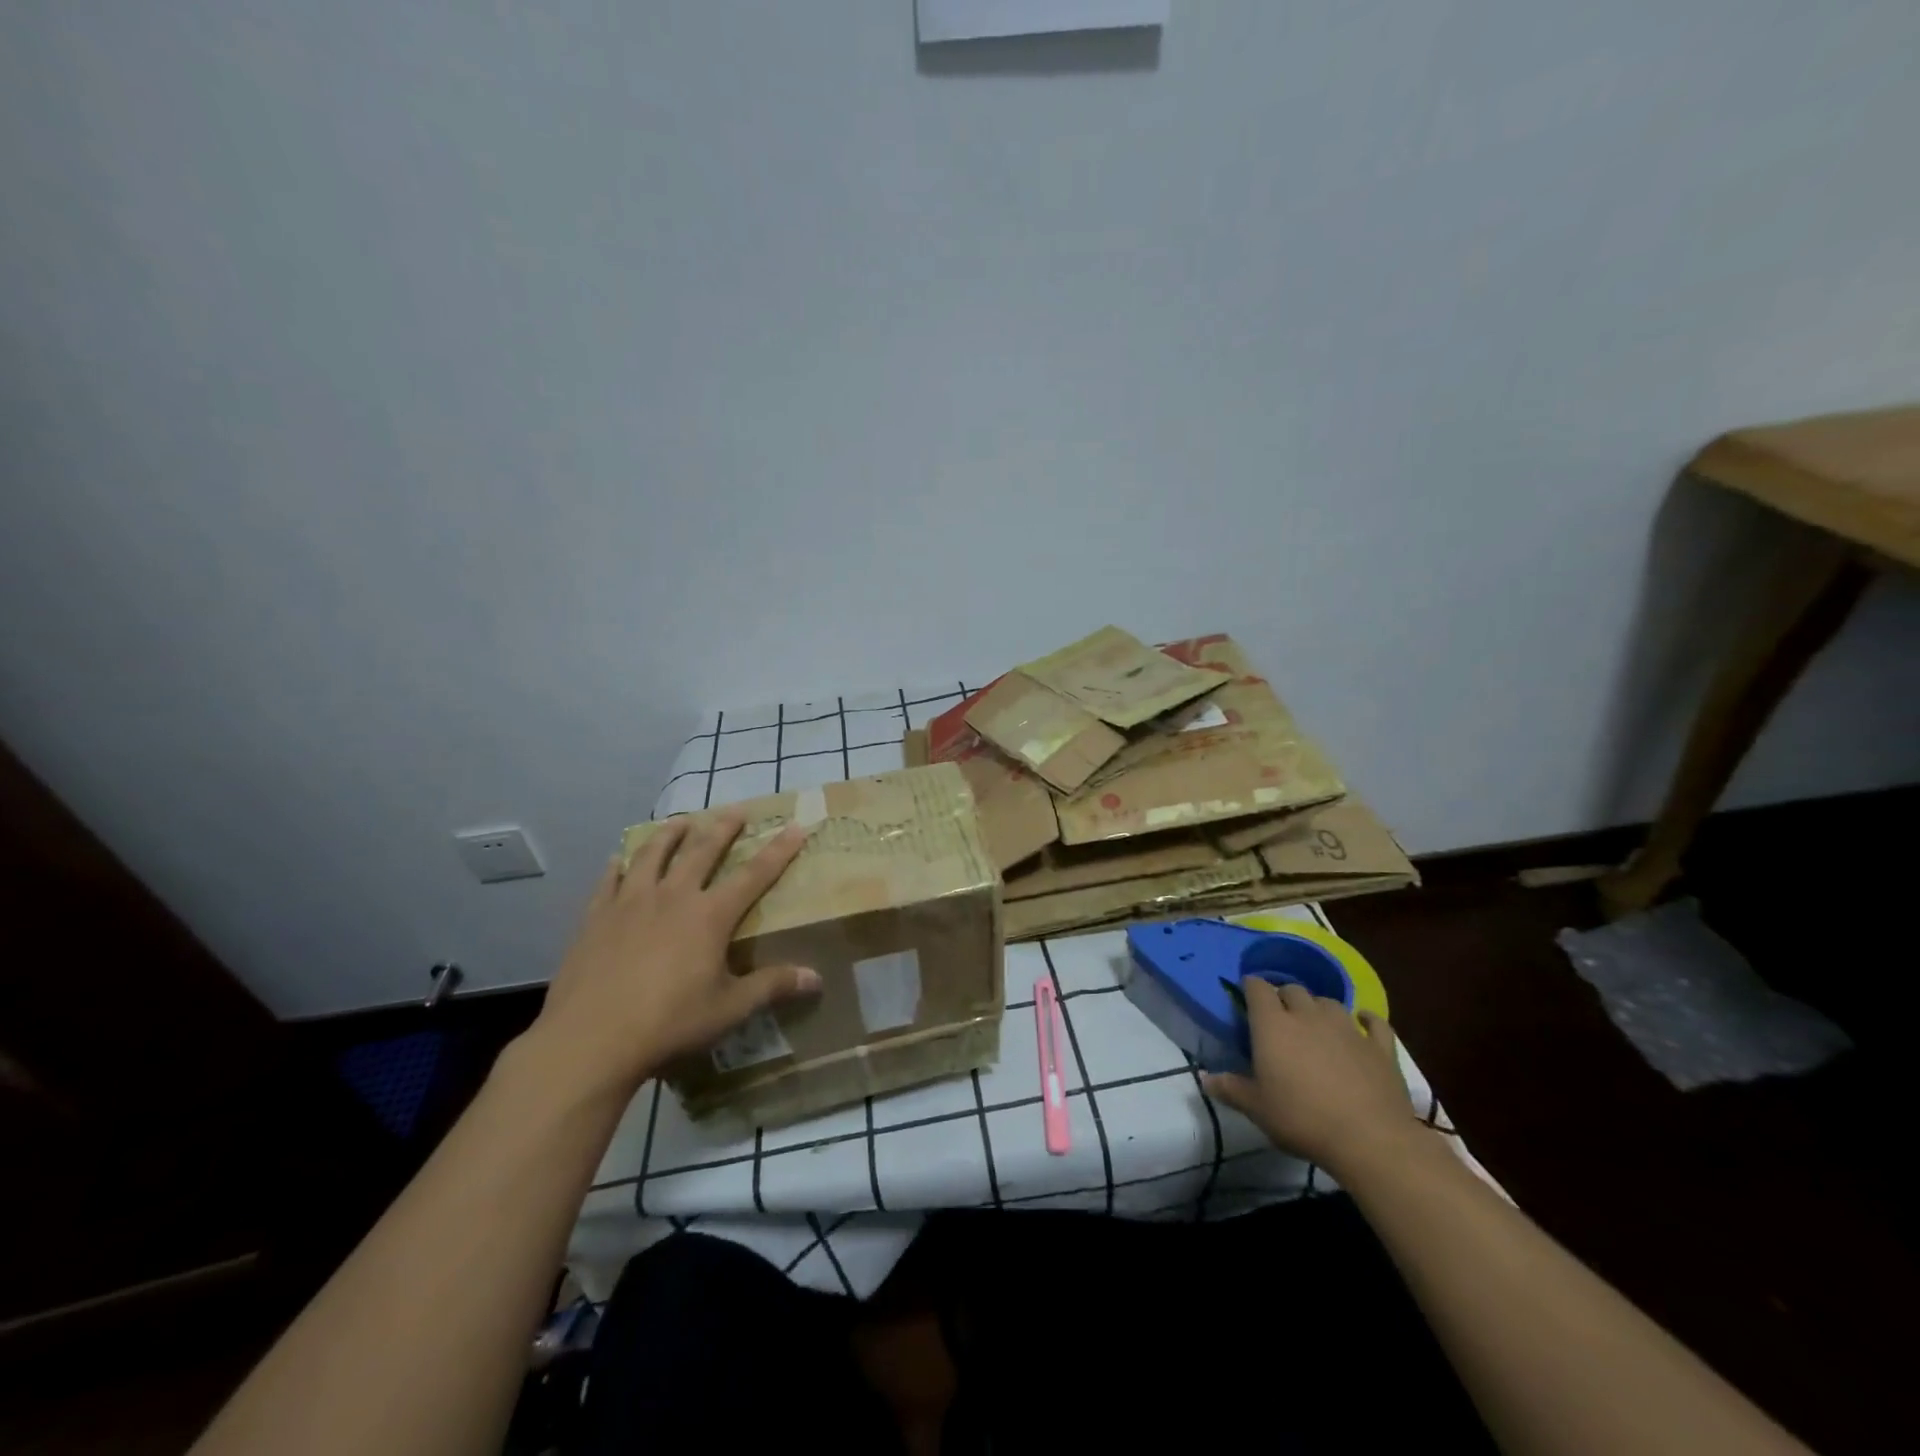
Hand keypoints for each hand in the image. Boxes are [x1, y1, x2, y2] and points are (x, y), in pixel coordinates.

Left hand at [524, 813, 820, 1099]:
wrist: (590, 1040)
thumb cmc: (669, 1023)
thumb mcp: (729, 1009)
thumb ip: (772, 987)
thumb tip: (816, 979)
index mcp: (710, 916)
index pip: (754, 875)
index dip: (778, 851)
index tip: (794, 826)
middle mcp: (673, 897)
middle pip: (702, 851)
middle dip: (723, 828)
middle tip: (736, 810)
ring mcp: (630, 903)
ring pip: (653, 855)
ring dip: (670, 834)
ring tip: (681, 821)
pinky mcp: (596, 918)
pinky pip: (609, 881)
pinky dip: (617, 866)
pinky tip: (617, 860)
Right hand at [1203, 980, 1418, 1172]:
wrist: (1370, 1140)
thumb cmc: (1302, 1119)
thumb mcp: (1257, 1109)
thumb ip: (1230, 1089)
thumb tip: (1204, 1078)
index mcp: (1273, 1025)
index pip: (1257, 988)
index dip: (1251, 987)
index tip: (1246, 996)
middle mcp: (1308, 1015)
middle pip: (1293, 989)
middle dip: (1283, 997)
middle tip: (1279, 1017)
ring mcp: (1347, 1028)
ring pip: (1328, 1002)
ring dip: (1318, 1007)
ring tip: (1315, 1023)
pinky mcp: (1379, 1046)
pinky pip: (1374, 1021)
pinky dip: (1366, 1018)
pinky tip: (1362, 1020)